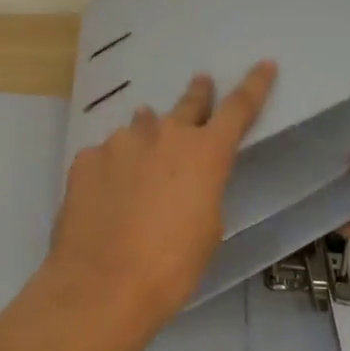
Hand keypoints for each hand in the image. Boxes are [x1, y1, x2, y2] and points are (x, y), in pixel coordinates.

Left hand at [28, 61, 277, 350]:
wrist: (101, 287)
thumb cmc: (171, 267)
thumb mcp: (207, 228)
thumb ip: (202, 188)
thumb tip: (183, 176)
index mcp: (204, 153)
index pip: (239, 108)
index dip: (254, 84)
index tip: (264, 63)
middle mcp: (163, 134)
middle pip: (187, 104)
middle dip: (198, 94)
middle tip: (202, 82)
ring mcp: (119, 143)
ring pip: (140, 130)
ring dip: (148, 139)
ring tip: (143, 165)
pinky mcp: (85, 159)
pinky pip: (107, 156)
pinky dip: (113, 169)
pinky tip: (107, 198)